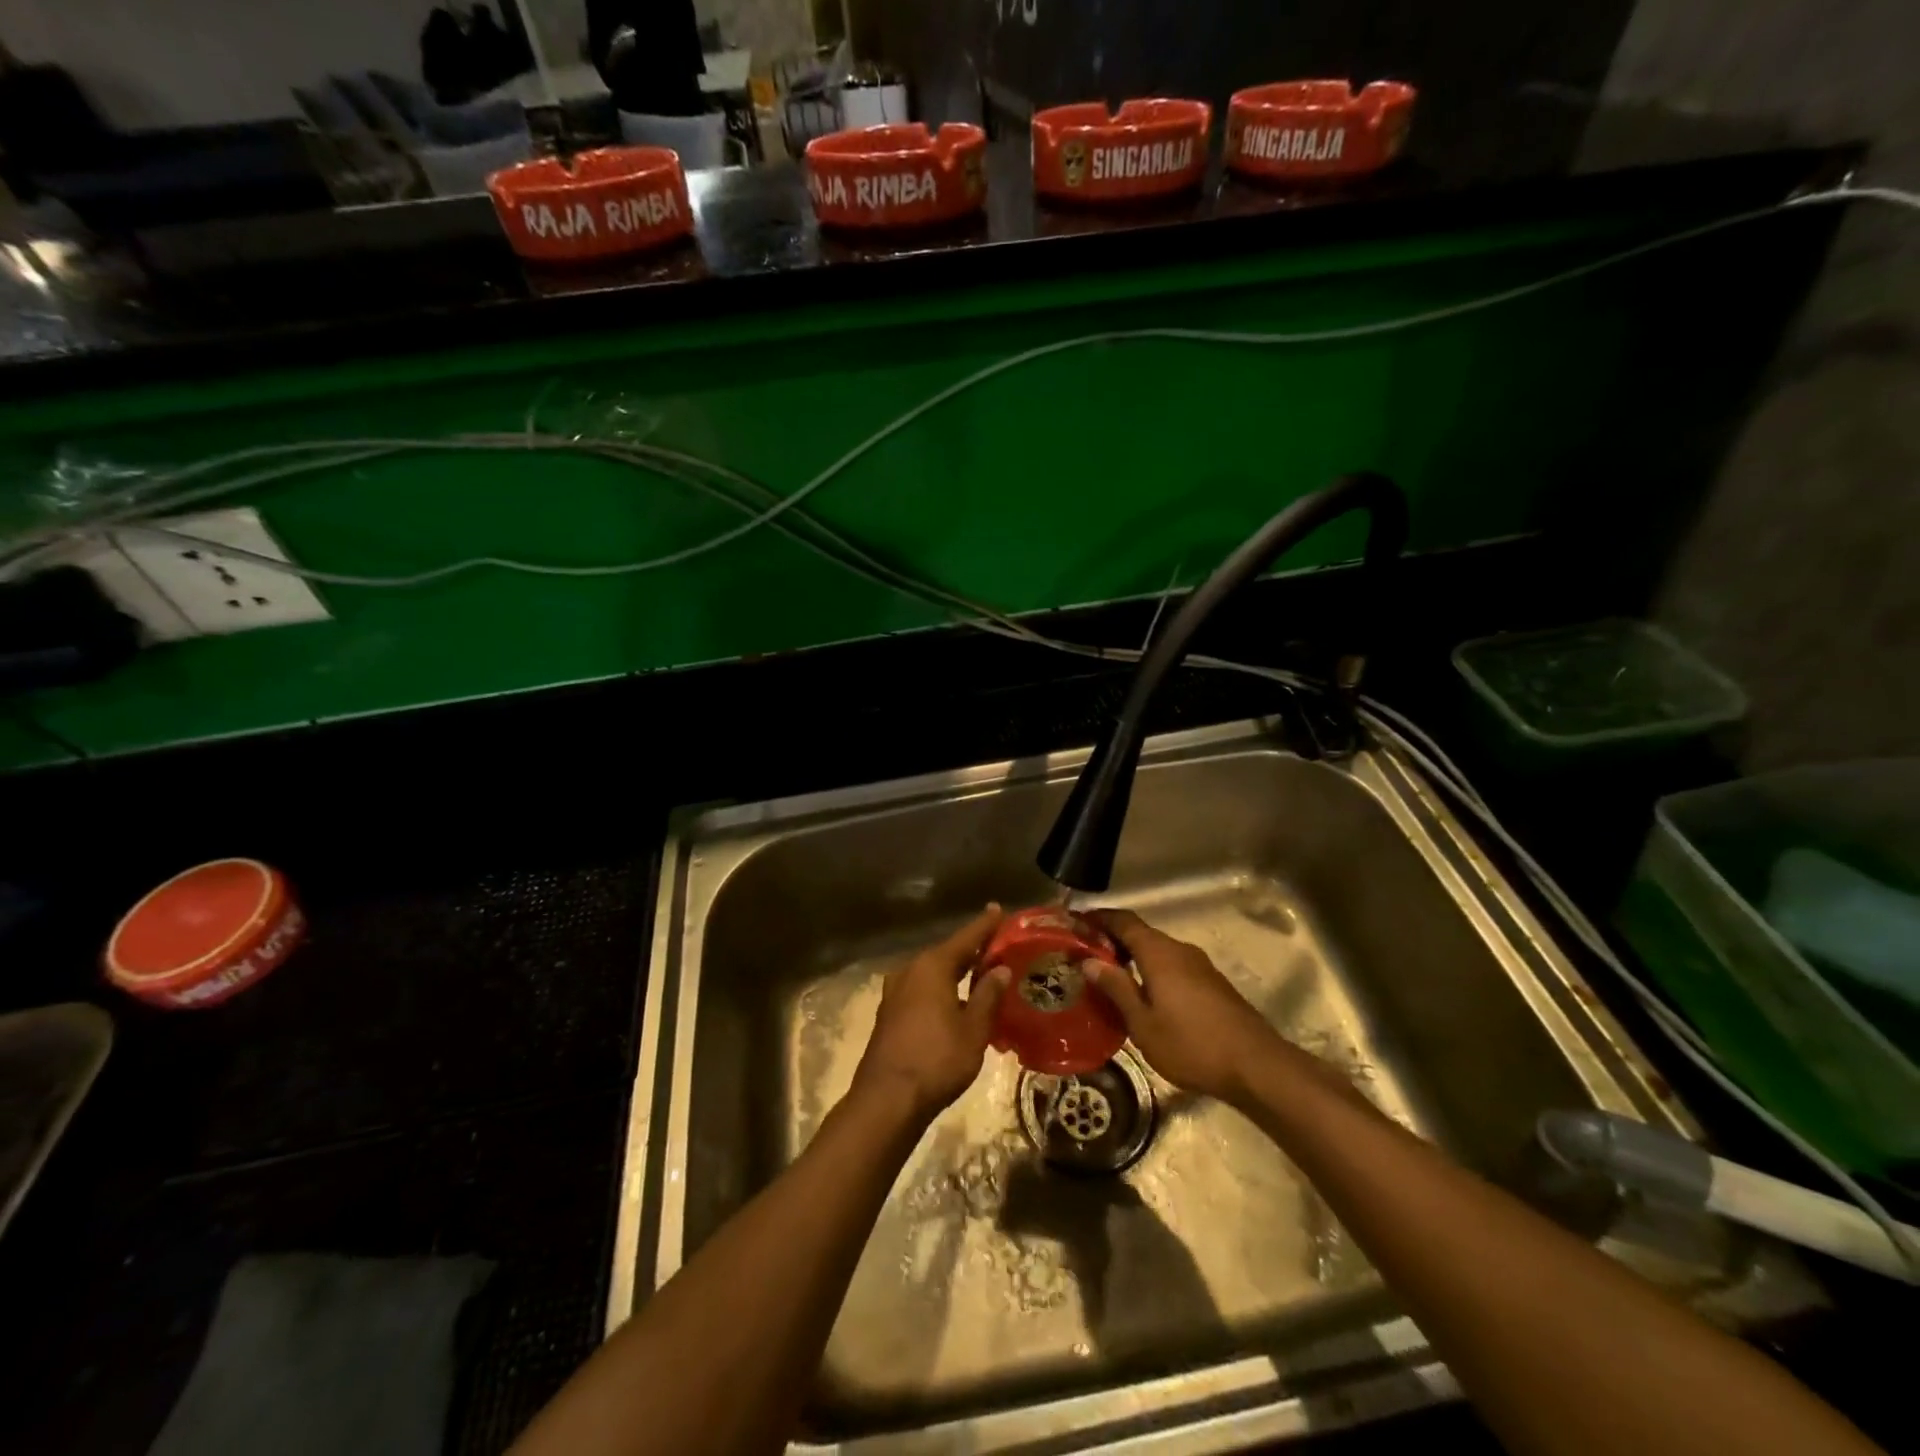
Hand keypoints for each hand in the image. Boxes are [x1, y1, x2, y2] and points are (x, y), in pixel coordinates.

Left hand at [852, 905, 1010, 1123]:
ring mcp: (895, 991)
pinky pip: (921, 989)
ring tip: (980, 974)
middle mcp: (910, 970)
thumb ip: (988, 996)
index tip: (998, 909)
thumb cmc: (937, 1060)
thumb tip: (1000, 970)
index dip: (985, 925)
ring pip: (932, 973)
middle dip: (972, 950)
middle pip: (947, 953)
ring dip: (955, 972)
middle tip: (997, 947)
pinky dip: (941, 989)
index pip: (966, 938)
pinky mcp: (889, 1012)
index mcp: (932, 966)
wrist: (887, 1099)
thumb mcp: (973, 1029)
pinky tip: (954, 1001)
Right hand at [1083, 907, 1281, 1104]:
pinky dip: (1150, 972)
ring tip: (1108, 979)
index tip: (1074, 922)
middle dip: (1111, 941)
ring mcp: (1199, 966)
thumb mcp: (1143, 1022)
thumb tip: (1089, 960)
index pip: (1122, 920)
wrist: (1256, 1066)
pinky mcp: (1211, 985)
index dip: (1097, 918)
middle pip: (1140, 934)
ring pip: (1157, 952)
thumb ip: (1116, 988)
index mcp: (1159, 952)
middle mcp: (1179, 950)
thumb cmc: (1191, 1044)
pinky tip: (1142, 997)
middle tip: (1084, 957)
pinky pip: (1172, 967)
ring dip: (1132, 958)